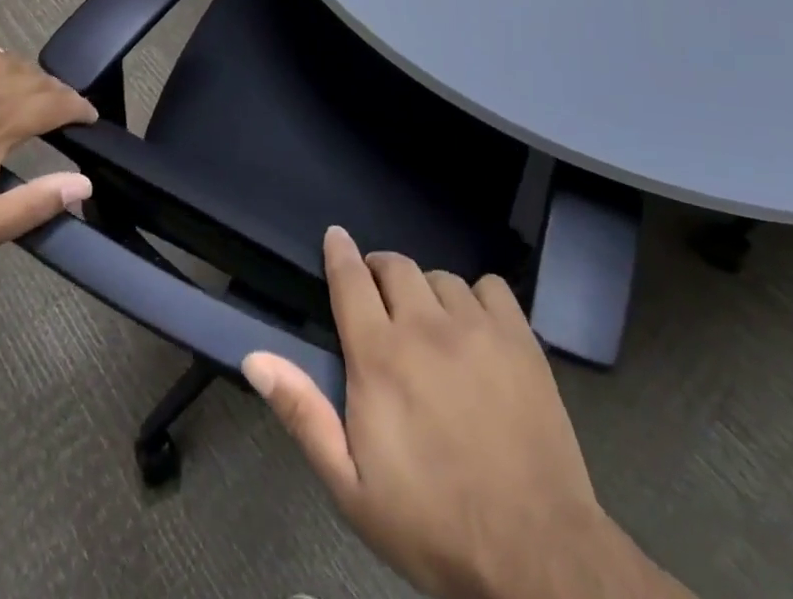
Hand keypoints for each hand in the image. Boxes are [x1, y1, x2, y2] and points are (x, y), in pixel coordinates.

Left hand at [0, 39, 96, 265]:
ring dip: (29, 74)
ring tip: (38, 92)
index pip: (51, 103)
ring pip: (4, 61)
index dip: (77, 107)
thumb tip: (84, 183)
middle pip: (32, 79)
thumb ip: (34, 205)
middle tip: (68, 110)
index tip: (89, 118)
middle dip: (58, 92)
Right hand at [245, 229, 675, 598]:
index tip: (335, 236)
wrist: (537, 556)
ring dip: (426, 291)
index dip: (339, 251)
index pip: (350, 278)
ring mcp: (477, 328)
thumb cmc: (433, 524)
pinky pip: (491, 287)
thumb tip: (255, 359)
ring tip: (428, 323)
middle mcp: (425, 326)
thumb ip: (303, 413)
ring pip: (440, 277)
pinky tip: (476, 328)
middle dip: (379, 272)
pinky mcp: (520, 339)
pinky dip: (476, 297)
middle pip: (395, 266)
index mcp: (379, 356)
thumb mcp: (351, 487)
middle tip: (379, 301)